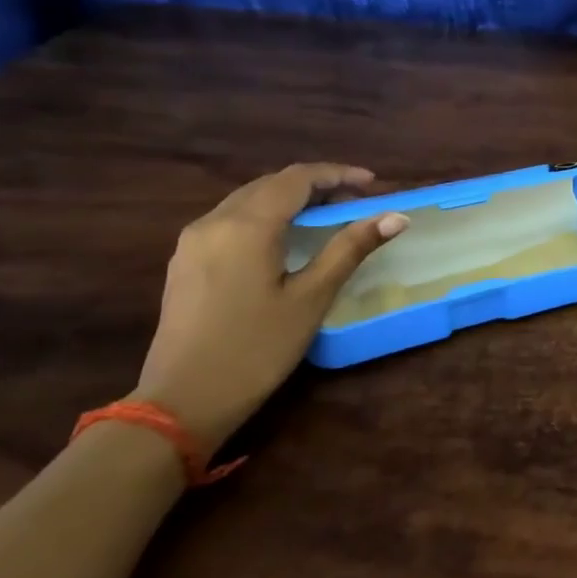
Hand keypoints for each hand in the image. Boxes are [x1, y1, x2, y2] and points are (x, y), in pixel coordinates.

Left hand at [134, 164, 407, 455]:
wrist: (180, 403)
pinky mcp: (184, 261)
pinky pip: (230, 220)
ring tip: (326, 218)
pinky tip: (284, 240)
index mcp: (247, 225)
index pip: (298, 178)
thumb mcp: (311, 298)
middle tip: (355, 203)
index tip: (373, 184)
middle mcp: (214, 221)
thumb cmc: (255, 350)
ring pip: (248, 200)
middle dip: (316, 186)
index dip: (338, 174)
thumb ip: (350, 249)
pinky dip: (265, 217)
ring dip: (289, 200)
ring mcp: (193, 241)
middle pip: (271, 184)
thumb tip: (395, 216)